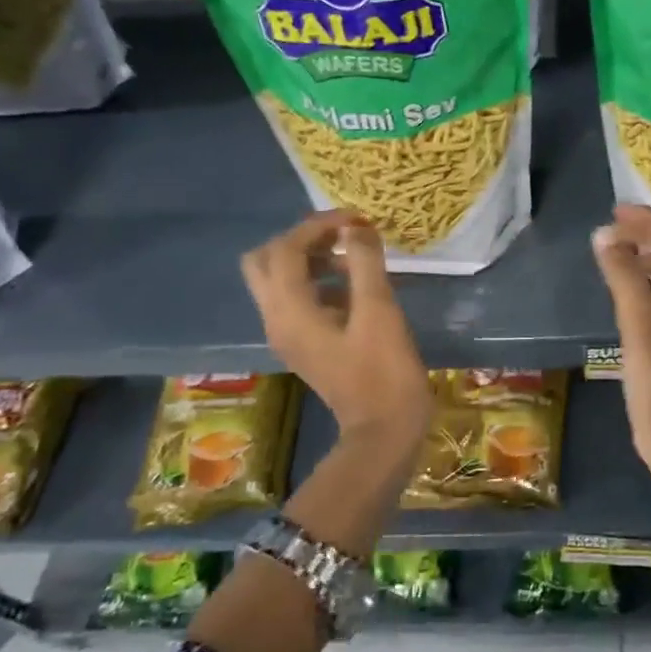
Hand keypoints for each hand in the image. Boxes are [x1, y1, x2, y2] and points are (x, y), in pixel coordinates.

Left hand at [242, 210, 430, 453]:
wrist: (384, 431)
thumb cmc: (384, 370)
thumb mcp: (379, 311)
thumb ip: (365, 263)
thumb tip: (355, 227)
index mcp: (289, 310)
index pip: (286, 249)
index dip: (318, 225)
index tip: (357, 220)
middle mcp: (277, 319)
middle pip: (265, 261)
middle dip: (301, 240)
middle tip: (342, 237)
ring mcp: (287, 335)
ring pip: (279, 280)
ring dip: (309, 259)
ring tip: (353, 257)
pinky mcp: (303, 345)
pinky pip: (296, 301)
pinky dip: (317, 282)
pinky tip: (355, 287)